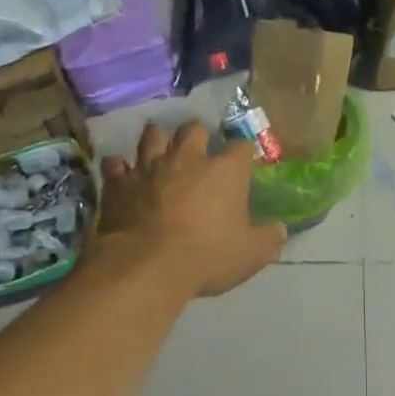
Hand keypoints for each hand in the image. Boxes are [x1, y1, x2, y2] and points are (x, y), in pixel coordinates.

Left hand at [96, 121, 285, 297]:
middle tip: (197, 150)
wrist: (147, 265)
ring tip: (159, 148)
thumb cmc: (207, 256)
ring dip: (157, 140)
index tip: (243, 163)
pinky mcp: (118, 183)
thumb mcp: (250, 255)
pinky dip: (120, 167)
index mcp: (224, 172)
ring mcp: (149, 167)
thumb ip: (268, 239)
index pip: (241, 148)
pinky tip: (122, 173)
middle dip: (196, 136)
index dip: (243, 153)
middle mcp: (187, 159)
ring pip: (152, 136)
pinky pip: (115, 164)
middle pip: (193, 130)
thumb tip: (279, 230)